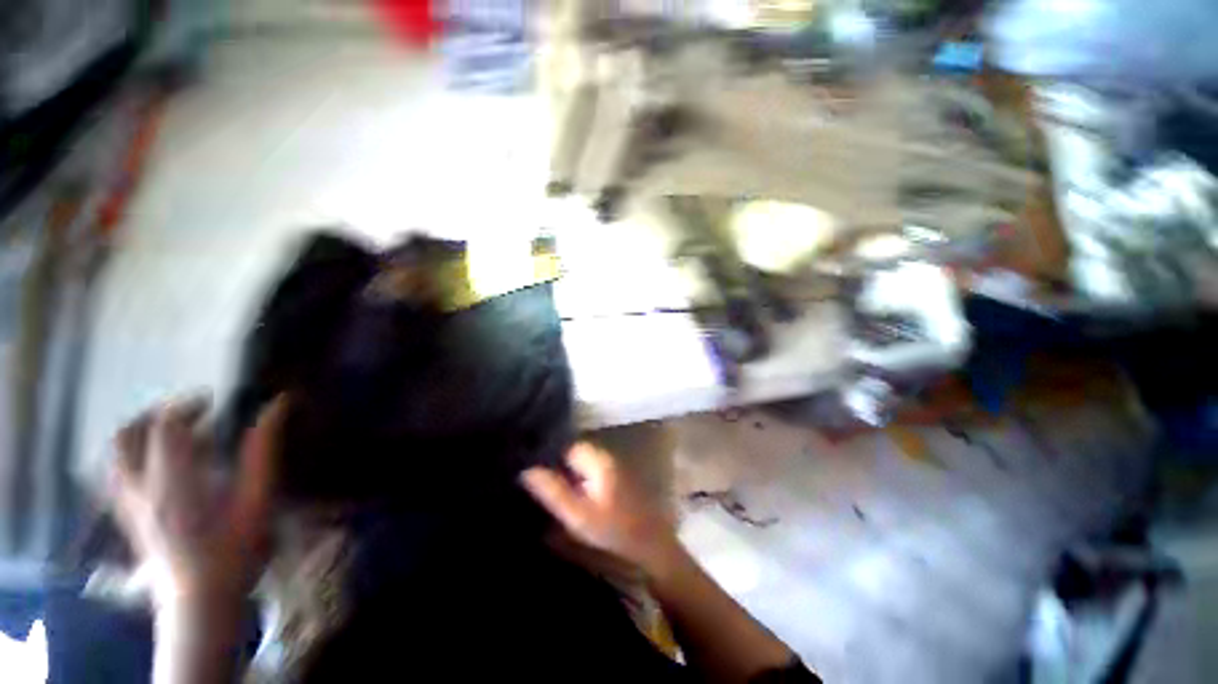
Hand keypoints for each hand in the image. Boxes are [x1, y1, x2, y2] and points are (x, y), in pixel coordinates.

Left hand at [110, 395, 286, 608]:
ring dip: (140, 435)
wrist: (200, 601)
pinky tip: (160, 467)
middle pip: (126, 436)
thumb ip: (263, 451)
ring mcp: (128, 504)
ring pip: (115, 455)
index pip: (166, 427)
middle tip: (187, 416)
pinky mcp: (127, 517)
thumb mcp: (258, 499)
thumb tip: (277, 406)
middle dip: (154, 416)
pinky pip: (116, 474)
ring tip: (172, 437)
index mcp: (173, 482)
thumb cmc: (235, 550)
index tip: (214, 403)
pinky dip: (134, 458)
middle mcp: (141, 487)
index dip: (187, 405)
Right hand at [521, 443, 680, 576]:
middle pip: (576, 457)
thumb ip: (553, 492)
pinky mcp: (618, 489)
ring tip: (548, 496)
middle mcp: (608, 461)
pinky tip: (571, 505)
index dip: (550, 458)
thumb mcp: (578, 516)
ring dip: (568, 479)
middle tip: (536, 487)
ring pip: (584, 469)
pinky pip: (592, 480)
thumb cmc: (615, 535)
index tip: (532, 474)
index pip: (569, 447)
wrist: (653, 554)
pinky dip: (580, 488)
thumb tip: (527, 471)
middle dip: (558, 469)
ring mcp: (615, 474)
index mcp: (600, 461)